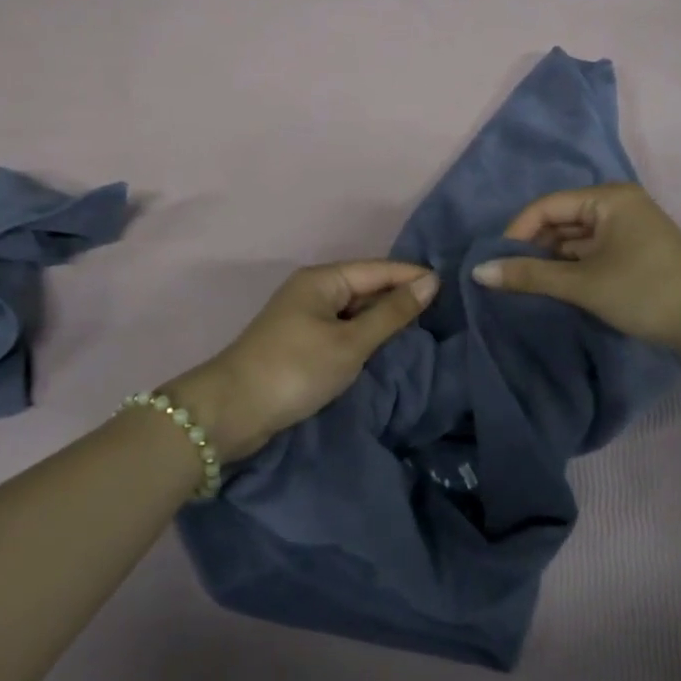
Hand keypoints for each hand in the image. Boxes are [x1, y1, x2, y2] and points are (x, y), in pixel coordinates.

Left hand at [171, 261, 438, 461]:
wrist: (231, 412)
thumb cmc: (295, 369)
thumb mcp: (350, 343)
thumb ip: (391, 314)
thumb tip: (430, 282)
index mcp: (323, 279)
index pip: (378, 269)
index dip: (412, 276)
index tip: (449, 285)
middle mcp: (313, 289)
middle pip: (366, 285)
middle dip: (399, 295)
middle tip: (442, 308)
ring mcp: (304, 315)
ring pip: (354, 308)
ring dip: (382, 316)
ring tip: (421, 324)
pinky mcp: (299, 341)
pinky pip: (342, 326)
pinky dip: (364, 333)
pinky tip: (384, 343)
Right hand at [471, 184, 680, 359]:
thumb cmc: (645, 291)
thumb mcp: (583, 283)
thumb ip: (530, 275)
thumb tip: (479, 272)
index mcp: (608, 198)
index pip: (548, 206)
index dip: (517, 231)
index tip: (495, 261)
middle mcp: (618, 204)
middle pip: (561, 219)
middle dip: (533, 245)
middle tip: (506, 275)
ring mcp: (628, 228)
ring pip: (576, 237)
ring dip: (552, 259)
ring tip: (525, 283)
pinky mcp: (634, 251)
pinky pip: (592, 250)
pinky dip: (572, 266)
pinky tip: (554, 285)